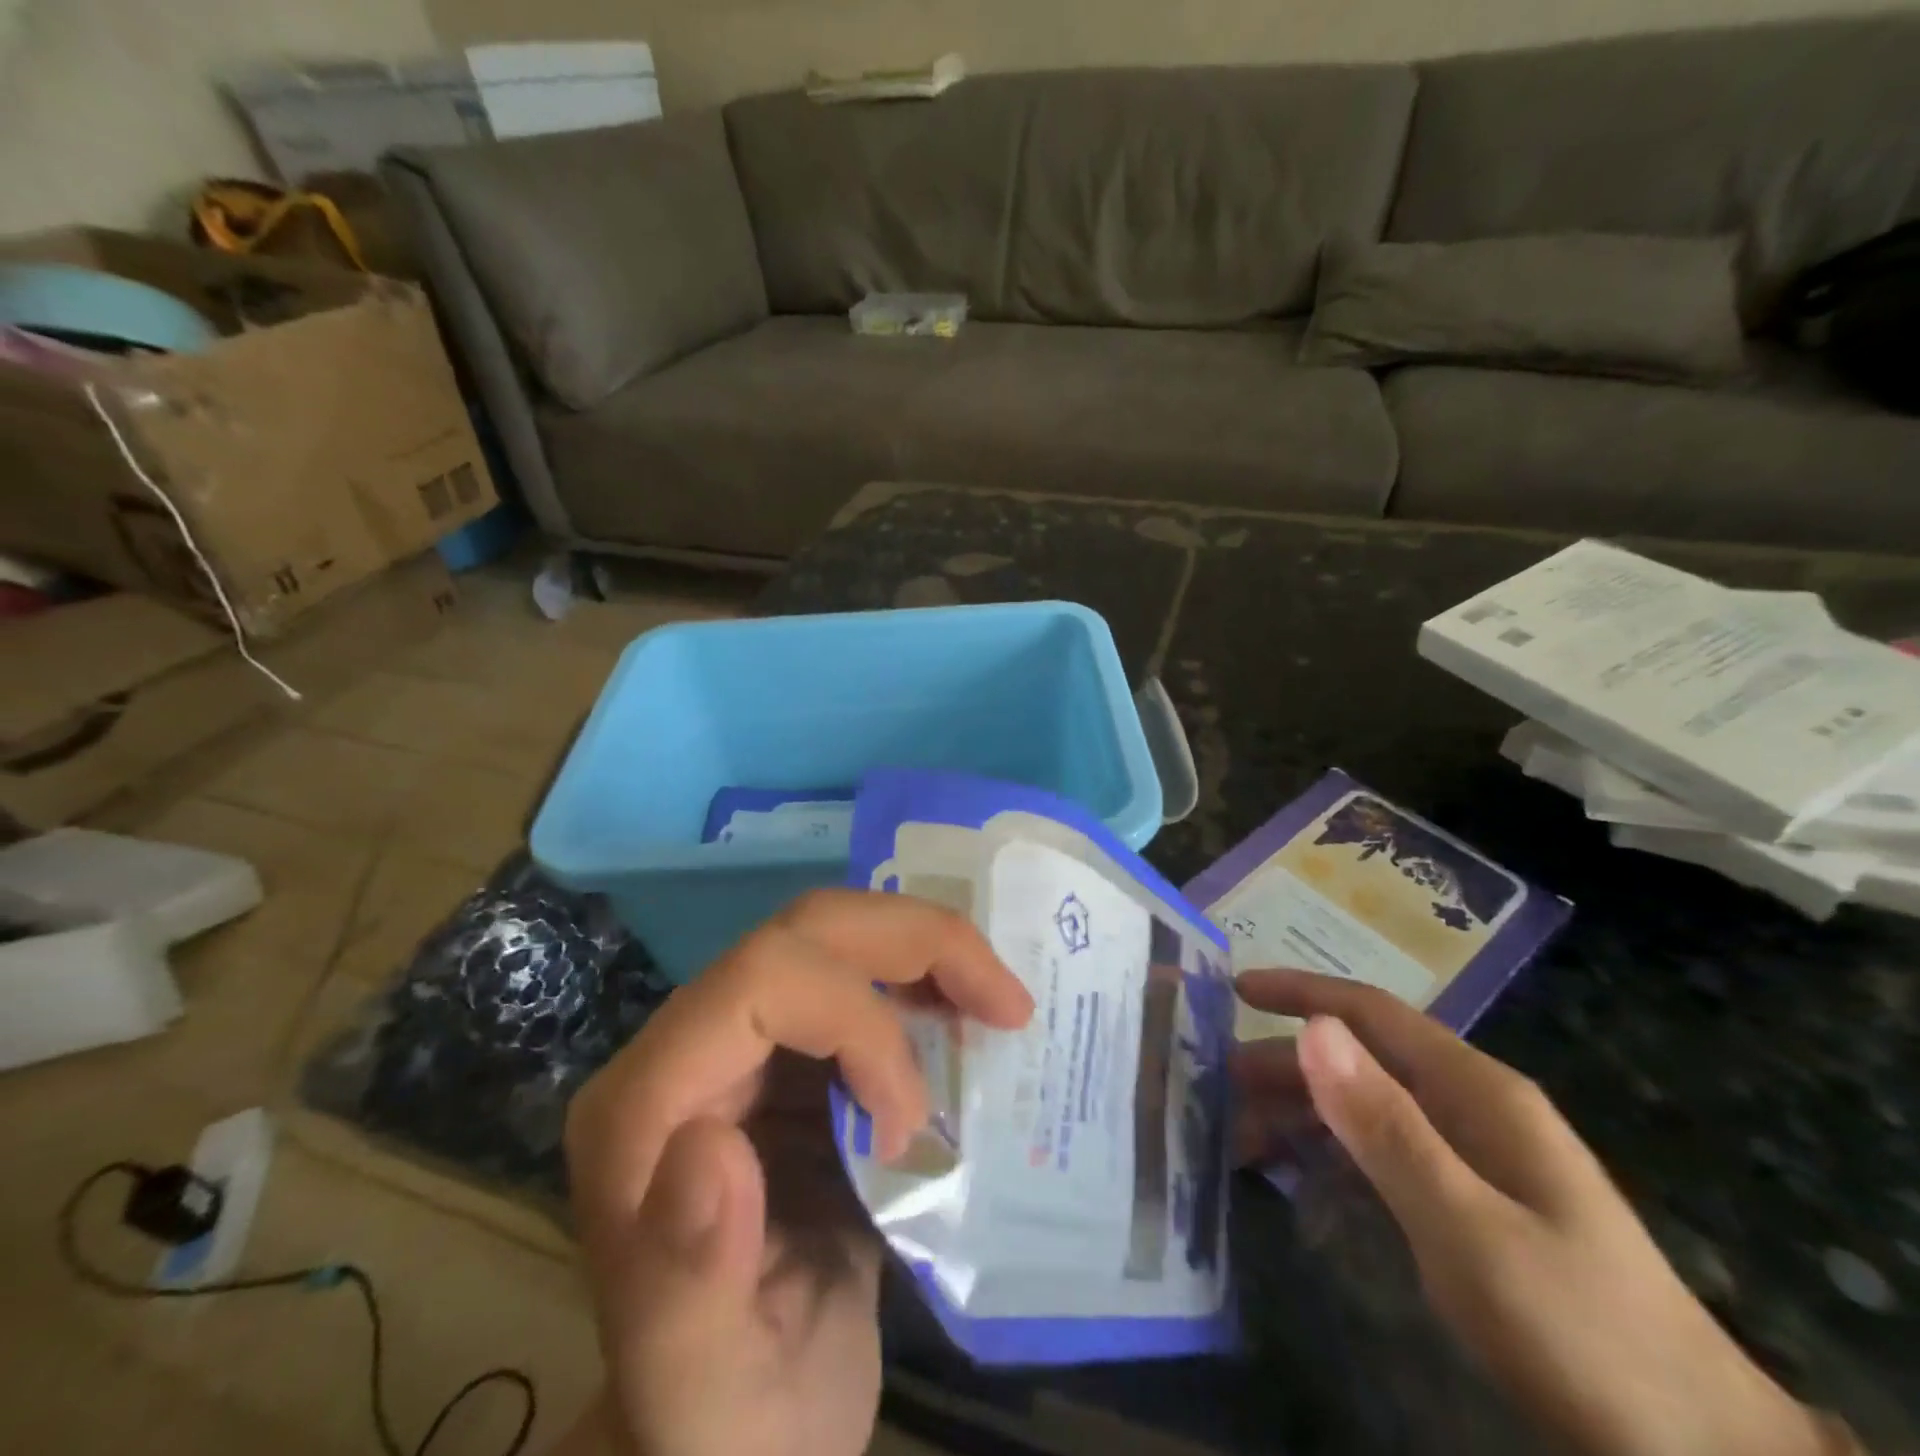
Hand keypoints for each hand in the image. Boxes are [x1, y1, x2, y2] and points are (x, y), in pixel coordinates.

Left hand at [557, 890, 1032, 1455]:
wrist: (747, 1426)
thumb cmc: (724, 1420)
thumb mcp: (703, 1390)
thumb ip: (685, 1282)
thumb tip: (711, 1143)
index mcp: (646, 1106)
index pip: (759, 983)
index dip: (858, 1022)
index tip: (911, 1121)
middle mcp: (688, 1049)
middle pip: (803, 931)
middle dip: (912, 943)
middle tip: (1003, 998)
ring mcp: (746, 1044)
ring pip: (839, 936)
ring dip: (928, 951)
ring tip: (1000, 1002)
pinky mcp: (796, 1057)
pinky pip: (866, 978)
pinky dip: (928, 983)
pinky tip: (970, 1019)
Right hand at [1232, 970, 1831, 1455]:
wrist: (1700, 1455)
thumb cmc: (1578, 1328)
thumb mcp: (1468, 1227)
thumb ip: (1387, 1127)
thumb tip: (1313, 1029)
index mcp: (1475, 1091)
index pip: (1371, 1013)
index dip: (1301, 993)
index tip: (1234, 990)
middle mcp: (1470, 1108)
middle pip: (1359, 1060)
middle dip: (1284, 1066)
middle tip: (1215, 1085)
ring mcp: (1473, 1157)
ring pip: (1365, 1109)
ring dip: (1300, 1114)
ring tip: (1237, 1139)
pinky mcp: (1470, 1204)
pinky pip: (1381, 1155)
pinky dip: (1329, 1155)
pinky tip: (1294, 1178)